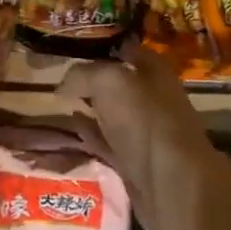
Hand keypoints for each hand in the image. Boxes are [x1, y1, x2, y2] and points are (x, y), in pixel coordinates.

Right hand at [58, 43, 226, 229]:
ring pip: (110, 112)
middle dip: (90, 78)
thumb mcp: (108, 81)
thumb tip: (61, 86)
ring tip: (59, 101)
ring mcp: (143, 131)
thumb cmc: (145, 119)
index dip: (99, 46)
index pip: (123, 48)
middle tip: (58, 75)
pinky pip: (107, 141)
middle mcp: (151, 97)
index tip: (69, 47)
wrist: (172, 184)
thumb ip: (82, 74)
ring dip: (88, 107)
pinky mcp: (134, 162)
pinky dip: (90, 134)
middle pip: (116, 82)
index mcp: (153, 70)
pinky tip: (72, 127)